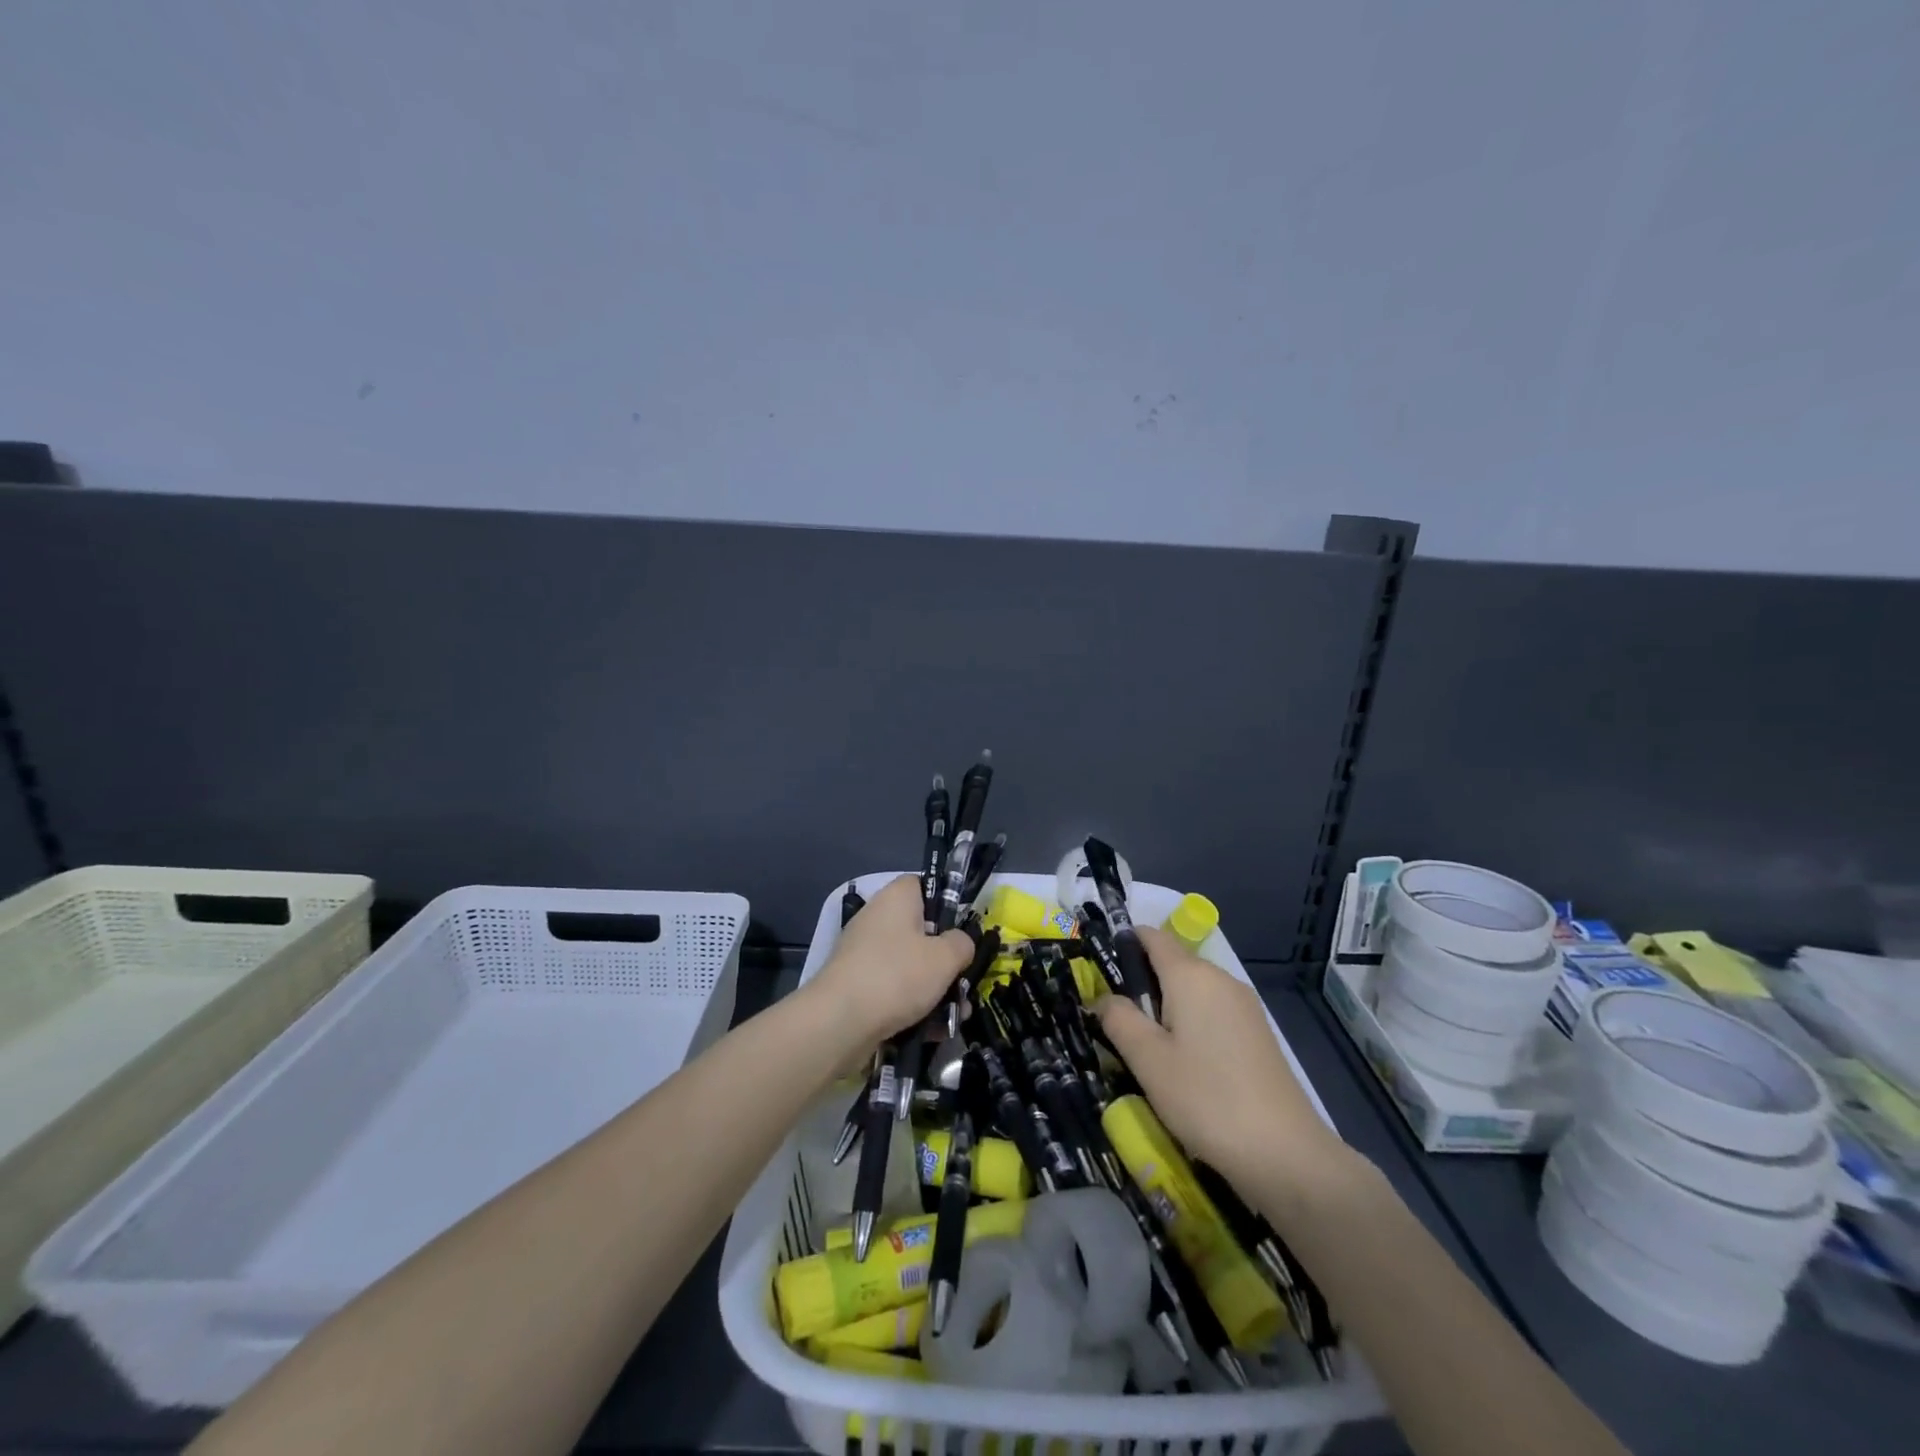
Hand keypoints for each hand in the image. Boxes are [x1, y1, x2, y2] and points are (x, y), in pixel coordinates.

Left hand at [805, 875, 974, 1051]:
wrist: (839, 1022)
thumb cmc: (897, 975)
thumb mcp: (945, 957)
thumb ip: (962, 944)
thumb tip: (960, 943)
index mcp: (896, 898)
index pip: (922, 884)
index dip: (946, 902)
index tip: (962, 928)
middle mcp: (877, 919)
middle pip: (921, 931)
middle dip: (946, 959)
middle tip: (965, 980)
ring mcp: (864, 954)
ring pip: (910, 965)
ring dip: (935, 988)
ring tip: (957, 1015)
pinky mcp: (857, 985)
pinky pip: (894, 989)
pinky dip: (914, 1006)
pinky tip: (934, 1030)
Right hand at [1096, 926, 1355, 1191]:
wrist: (1285, 1153)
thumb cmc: (1205, 1098)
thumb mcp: (1147, 1059)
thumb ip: (1118, 1018)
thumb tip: (1103, 997)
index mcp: (1190, 975)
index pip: (1153, 936)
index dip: (1124, 944)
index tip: (1101, 974)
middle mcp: (1220, 978)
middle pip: (1173, 963)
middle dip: (1142, 982)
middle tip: (1117, 1023)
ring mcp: (1244, 1005)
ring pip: (1193, 990)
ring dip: (1166, 1007)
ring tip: (1148, 1049)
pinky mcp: (1257, 1032)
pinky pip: (1213, 1011)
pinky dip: (1191, 1023)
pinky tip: (1185, 1063)